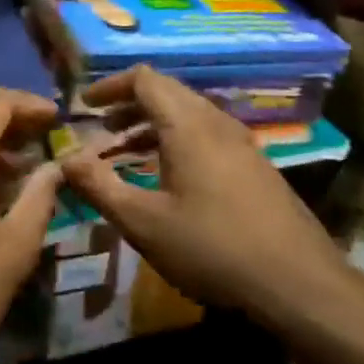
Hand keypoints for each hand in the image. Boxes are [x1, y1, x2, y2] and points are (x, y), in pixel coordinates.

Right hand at [57, 66, 350, 328]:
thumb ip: (99, 186)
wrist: (298, 283)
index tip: (83, 107)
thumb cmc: (212, 248)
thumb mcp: (143, 222)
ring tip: (124, 153)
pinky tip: (166, 178)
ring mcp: (241, 145)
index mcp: (188, 126)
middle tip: (100, 129)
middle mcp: (217, 124)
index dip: (110, 86)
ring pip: (189, 115)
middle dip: (128, 105)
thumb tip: (65, 159)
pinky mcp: (255, 168)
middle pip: (168, 93)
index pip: (145, 79)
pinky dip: (176, 142)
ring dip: (152, 125)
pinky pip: (206, 136)